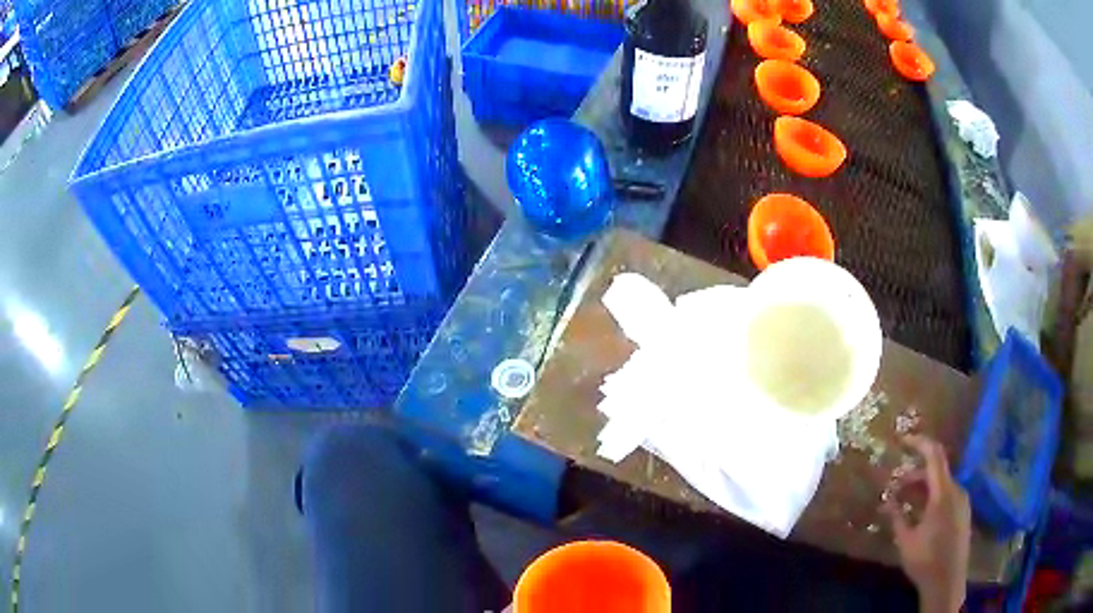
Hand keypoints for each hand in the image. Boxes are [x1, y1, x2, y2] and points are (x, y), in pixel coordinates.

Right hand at [881, 435, 970, 612]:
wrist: (947, 581)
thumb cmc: (925, 560)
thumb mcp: (906, 540)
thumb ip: (897, 517)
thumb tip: (885, 501)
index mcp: (943, 493)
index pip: (934, 455)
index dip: (919, 443)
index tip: (902, 441)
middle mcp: (956, 490)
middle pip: (935, 471)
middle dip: (914, 476)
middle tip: (894, 489)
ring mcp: (962, 501)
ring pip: (941, 484)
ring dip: (922, 488)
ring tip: (904, 504)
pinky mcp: (963, 512)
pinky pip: (947, 495)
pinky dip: (931, 497)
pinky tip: (919, 514)